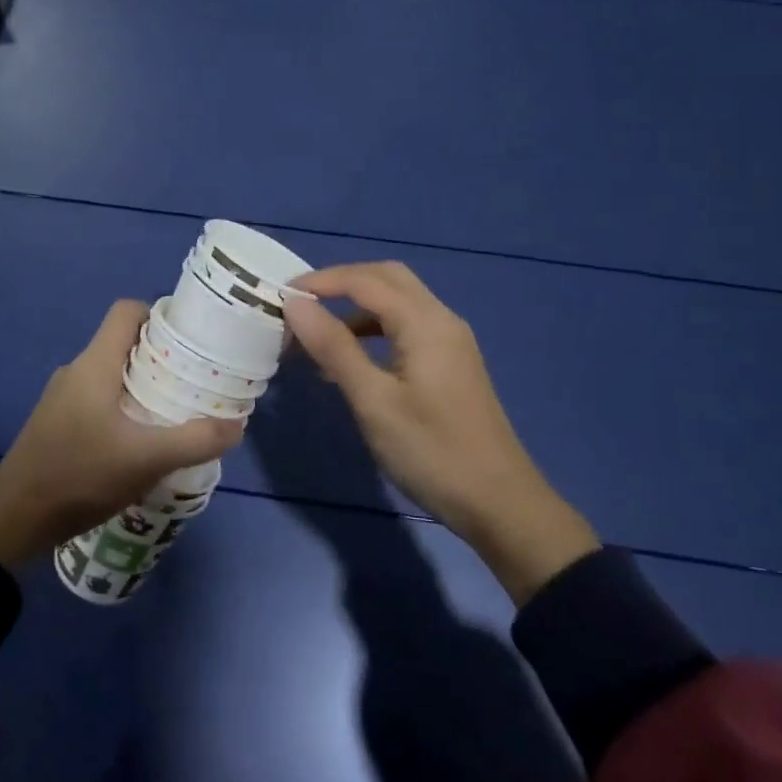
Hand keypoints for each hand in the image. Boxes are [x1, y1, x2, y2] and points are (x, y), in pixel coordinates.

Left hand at [0, 301, 243, 568]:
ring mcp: (63, 399)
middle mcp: (77, 372)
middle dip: (162, 356)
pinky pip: (99, 400)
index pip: (126, 312)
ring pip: (113, 375)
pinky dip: (125, 409)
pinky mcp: (58, 424)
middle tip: (195, 380)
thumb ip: (194, 440)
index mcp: (94, 364)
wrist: (12, 520)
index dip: (160, 315)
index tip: (191, 339)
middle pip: (124, 344)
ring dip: (145, 386)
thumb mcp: (145, 459)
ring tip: (176, 411)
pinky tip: (142, 442)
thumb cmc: (79, 475)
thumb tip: (238, 425)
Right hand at [284, 262, 597, 604]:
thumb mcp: (373, 401)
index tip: (282, 296)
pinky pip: (408, 328)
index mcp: (425, 322)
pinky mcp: (452, 364)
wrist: (499, 502)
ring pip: (398, 303)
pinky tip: (351, 363)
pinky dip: (375, 331)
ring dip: (357, 308)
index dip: (322, 281)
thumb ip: (334, 347)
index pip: (366, 280)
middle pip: (387, 279)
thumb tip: (296, 303)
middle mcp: (442, 320)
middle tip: (302, 306)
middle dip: (341, 283)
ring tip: (318, 336)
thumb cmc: (431, 452)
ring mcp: (451, 342)